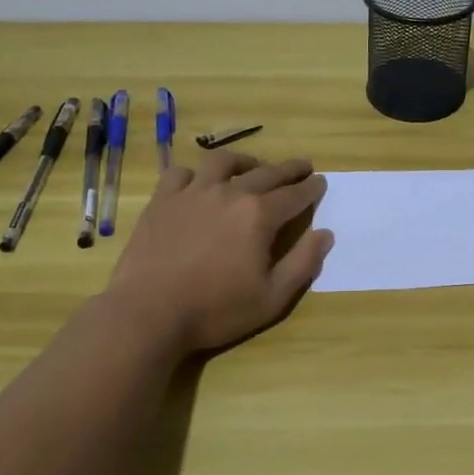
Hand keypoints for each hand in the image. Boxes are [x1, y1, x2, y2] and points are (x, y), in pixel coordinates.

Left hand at [103, 150, 332, 358]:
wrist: (148, 313)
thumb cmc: (215, 310)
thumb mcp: (272, 298)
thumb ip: (303, 263)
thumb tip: (325, 234)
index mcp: (260, 215)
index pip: (295, 194)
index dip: (311, 188)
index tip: (321, 182)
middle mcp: (230, 193)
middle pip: (267, 172)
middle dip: (289, 169)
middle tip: (302, 167)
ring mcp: (193, 192)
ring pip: (224, 161)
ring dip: (245, 161)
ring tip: (253, 167)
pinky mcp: (163, 200)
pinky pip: (182, 173)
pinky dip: (195, 173)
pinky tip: (199, 182)